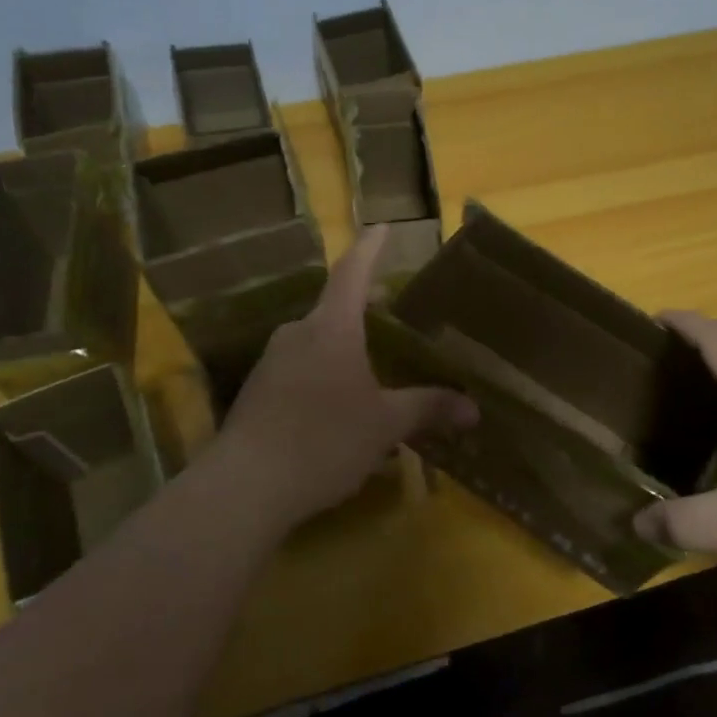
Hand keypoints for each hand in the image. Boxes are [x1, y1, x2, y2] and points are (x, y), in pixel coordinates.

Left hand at [210, 227, 477, 537]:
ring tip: (372, 363)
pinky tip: (338, 404)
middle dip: (364, 305)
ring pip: (316, 339)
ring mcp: (272, 362)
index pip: (353, 273)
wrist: (243, 488)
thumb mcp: (385, 425)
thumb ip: (428, 409)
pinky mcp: (257, 391)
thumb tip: (473, 408)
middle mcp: (298, 334)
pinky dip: (324, 370)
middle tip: (392, 310)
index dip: (370, 248)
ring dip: (344, 343)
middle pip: (334, 307)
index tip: (382, 227)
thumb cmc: (323, 441)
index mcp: (331, 329)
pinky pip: (299, 367)